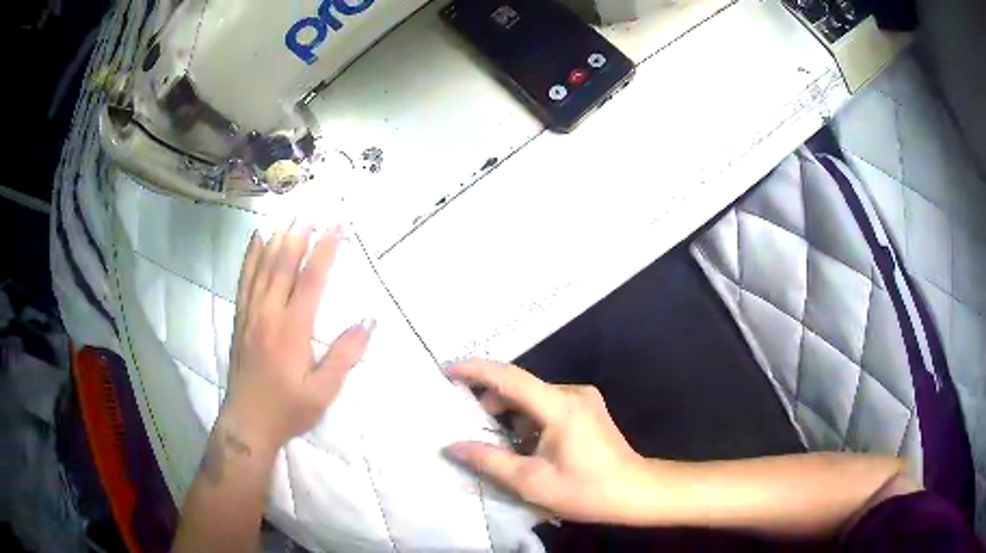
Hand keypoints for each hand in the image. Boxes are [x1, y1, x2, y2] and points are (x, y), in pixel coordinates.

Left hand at [222, 223, 373, 454]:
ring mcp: (251, 314)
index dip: (325, 250)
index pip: (311, 280)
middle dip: (300, 235)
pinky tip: (255, 239)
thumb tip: (369, 321)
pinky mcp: (241, 318)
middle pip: (284, 265)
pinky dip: (250, 256)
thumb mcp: (323, 391)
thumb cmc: (289, 408)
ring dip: (277, 238)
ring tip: (288, 215)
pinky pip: (244, 279)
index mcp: (293, 329)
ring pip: (263, 267)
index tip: (336, 226)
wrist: (248, 422)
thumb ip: (345, 355)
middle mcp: (269, 313)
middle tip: (312, 211)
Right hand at [444, 360, 652, 524]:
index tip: (447, 370)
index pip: (509, 377)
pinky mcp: (588, 409)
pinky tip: (526, 447)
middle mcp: (572, 393)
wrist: (636, 492)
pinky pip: (548, 406)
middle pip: (521, 387)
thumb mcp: (531, 481)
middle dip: (491, 402)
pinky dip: (529, 420)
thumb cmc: (585, 490)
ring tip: (499, 445)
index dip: (475, 371)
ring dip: (511, 416)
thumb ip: (488, 460)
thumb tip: (452, 445)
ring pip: (534, 398)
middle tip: (468, 423)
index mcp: (559, 406)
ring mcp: (583, 400)